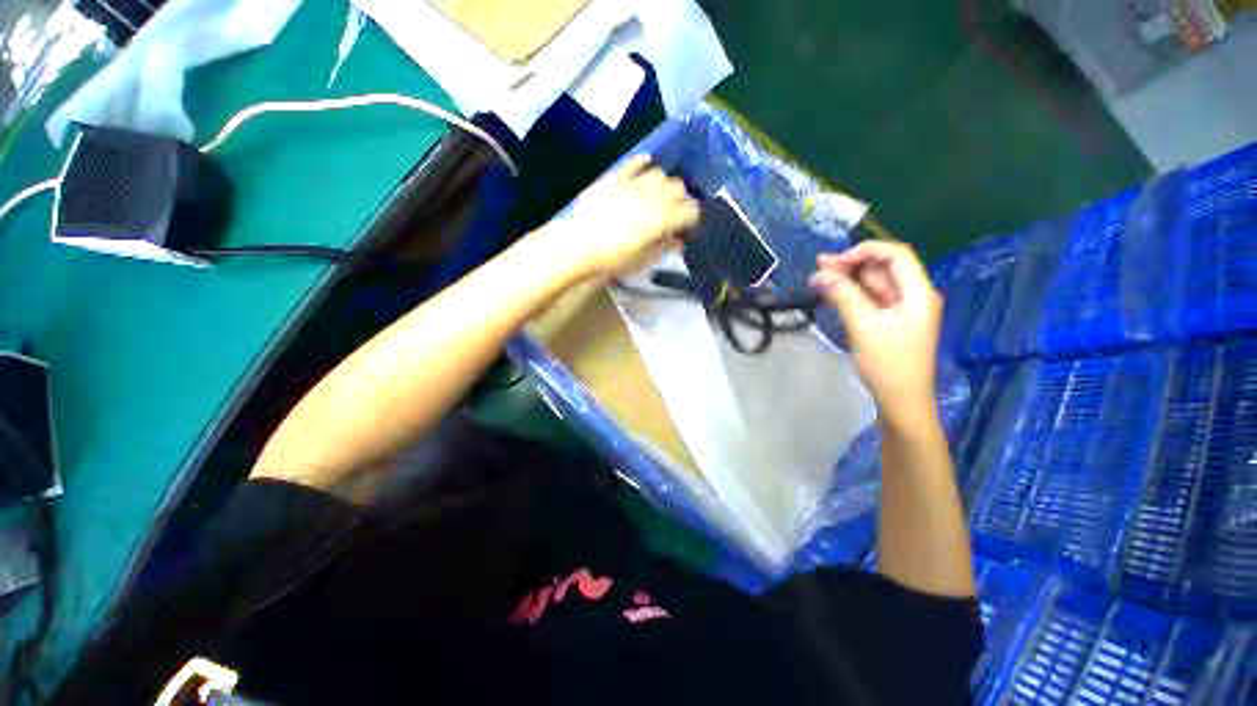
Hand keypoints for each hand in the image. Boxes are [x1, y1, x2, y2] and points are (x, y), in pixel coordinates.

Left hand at [544, 155, 699, 280]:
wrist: (580, 245)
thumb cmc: (614, 258)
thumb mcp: (643, 259)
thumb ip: (665, 247)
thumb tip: (679, 241)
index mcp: (664, 218)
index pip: (692, 211)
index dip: (692, 221)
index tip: (687, 230)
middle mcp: (655, 195)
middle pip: (679, 189)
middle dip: (681, 201)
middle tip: (673, 214)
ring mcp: (634, 183)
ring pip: (660, 174)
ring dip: (664, 185)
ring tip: (658, 196)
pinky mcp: (616, 176)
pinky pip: (635, 163)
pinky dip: (643, 163)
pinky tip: (646, 164)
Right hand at [810, 241, 941, 428]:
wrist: (900, 401)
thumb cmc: (887, 365)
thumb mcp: (864, 327)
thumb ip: (843, 296)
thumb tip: (819, 273)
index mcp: (918, 292)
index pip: (896, 255)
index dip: (865, 251)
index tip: (835, 263)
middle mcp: (913, 295)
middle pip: (883, 268)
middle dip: (851, 264)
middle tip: (818, 266)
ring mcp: (901, 309)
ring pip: (873, 283)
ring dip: (847, 279)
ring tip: (818, 277)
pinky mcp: (889, 321)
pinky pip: (869, 299)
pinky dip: (851, 294)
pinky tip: (831, 292)